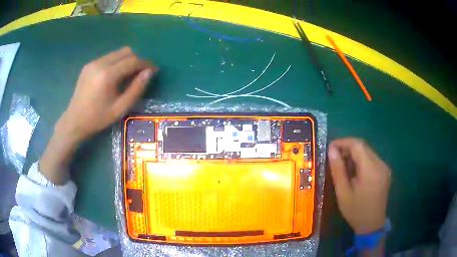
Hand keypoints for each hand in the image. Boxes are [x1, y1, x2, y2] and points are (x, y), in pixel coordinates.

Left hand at [56, 47, 155, 143]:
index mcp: (108, 75)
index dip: (145, 64)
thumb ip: (136, 89)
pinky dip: (116, 63)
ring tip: (128, 75)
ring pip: (117, 53)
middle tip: (140, 74)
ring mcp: (93, 63)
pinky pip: (108, 57)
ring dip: (126, 60)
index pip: (132, 61)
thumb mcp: (120, 108)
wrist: (75, 121)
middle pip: (126, 52)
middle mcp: (100, 63)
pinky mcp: (89, 65)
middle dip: (136, 60)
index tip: (153, 70)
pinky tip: (114, 76)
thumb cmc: (98, 118)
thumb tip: (149, 72)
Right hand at [328, 138, 390, 234]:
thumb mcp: (343, 193)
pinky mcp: (385, 171)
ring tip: (343, 165)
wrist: (372, 225)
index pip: (357, 145)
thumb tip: (331, 150)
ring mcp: (384, 167)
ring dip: (354, 154)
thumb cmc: (355, 211)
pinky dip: (361, 160)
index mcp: (370, 170)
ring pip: (368, 151)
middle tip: (335, 158)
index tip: (330, 148)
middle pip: (363, 146)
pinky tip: (355, 171)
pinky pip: (372, 159)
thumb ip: (338, 170)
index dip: (343, 142)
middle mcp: (380, 164)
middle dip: (348, 148)